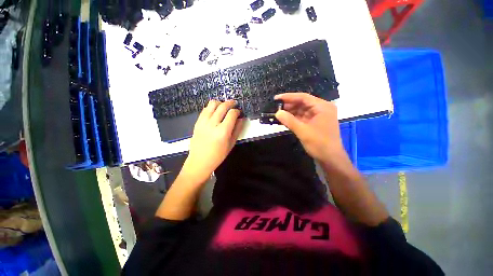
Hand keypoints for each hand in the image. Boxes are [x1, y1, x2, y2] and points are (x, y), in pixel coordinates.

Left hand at [182, 100, 244, 183]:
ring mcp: (203, 122)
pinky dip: (211, 107)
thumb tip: (241, 119)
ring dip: (220, 103)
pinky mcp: (197, 122)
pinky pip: (205, 109)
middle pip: (222, 106)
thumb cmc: (218, 155)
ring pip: (212, 104)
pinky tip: (215, 111)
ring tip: (224, 106)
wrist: (199, 161)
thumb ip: (237, 130)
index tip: (239, 112)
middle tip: (234, 104)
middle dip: (230, 103)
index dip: (237, 111)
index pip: (232, 114)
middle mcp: (212, 124)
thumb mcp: (231, 144)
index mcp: (223, 132)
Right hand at [274, 93, 347, 163]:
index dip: (289, 97)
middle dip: (289, 105)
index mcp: (322, 107)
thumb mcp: (303, 131)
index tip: (276, 98)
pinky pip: (302, 117)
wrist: (330, 159)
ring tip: (278, 113)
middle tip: (275, 107)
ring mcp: (318, 116)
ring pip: (301, 110)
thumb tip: (277, 112)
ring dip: (290, 112)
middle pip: (302, 103)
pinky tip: (285, 119)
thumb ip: (289, 121)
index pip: (303, 97)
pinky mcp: (315, 123)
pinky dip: (294, 118)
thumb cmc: (320, 144)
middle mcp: (321, 109)